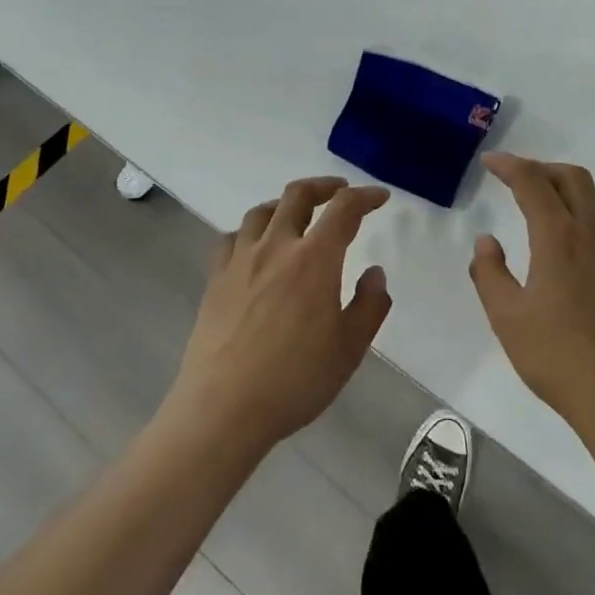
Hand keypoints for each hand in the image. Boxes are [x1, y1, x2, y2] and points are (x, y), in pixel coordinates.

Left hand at [164, 177, 391, 458]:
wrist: (224, 408)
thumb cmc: (296, 379)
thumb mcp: (350, 348)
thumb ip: (370, 305)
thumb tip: (374, 273)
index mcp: (314, 259)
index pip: (344, 210)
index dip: (365, 197)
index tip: (379, 198)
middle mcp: (276, 247)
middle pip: (297, 196)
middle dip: (324, 186)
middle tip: (340, 192)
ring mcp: (240, 261)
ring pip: (261, 212)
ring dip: (285, 204)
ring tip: (297, 214)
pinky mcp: (215, 280)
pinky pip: (233, 238)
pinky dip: (251, 231)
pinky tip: (256, 247)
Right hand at [470, 154, 594, 435]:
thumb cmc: (557, 355)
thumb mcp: (506, 317)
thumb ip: (490, 273)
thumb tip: (487, 241)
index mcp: (558, 236)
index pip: (532, 182)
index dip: (509, 165)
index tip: (490, 162)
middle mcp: (592, 231)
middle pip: (572, 177)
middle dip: (542, 168)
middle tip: (517, 179)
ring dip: (570, 186)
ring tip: (548, 201)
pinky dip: (594, 210)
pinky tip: (583, 234)